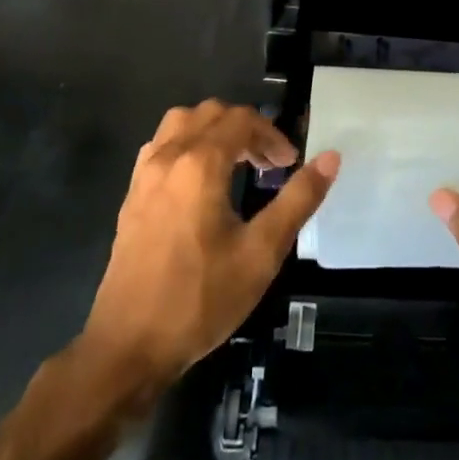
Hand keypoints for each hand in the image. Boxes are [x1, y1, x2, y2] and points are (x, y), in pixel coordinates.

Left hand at [79, 100, 338, 391]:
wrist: (128, 346)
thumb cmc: (200, 298)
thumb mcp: (261, 252)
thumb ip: (298, 199)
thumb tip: (331, 157)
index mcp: (200, 164)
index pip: (242, 121)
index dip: (272, 135)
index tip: (290, 165)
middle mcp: (168, 157)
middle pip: (211, 114)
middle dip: (246, 129)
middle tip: (269, 164)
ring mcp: (144, 175)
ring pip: (181, 123)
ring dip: (214, 131)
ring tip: (237, 164)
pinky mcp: (131, 196)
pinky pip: (162, 147)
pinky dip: (188, 146)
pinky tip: (201, 182)